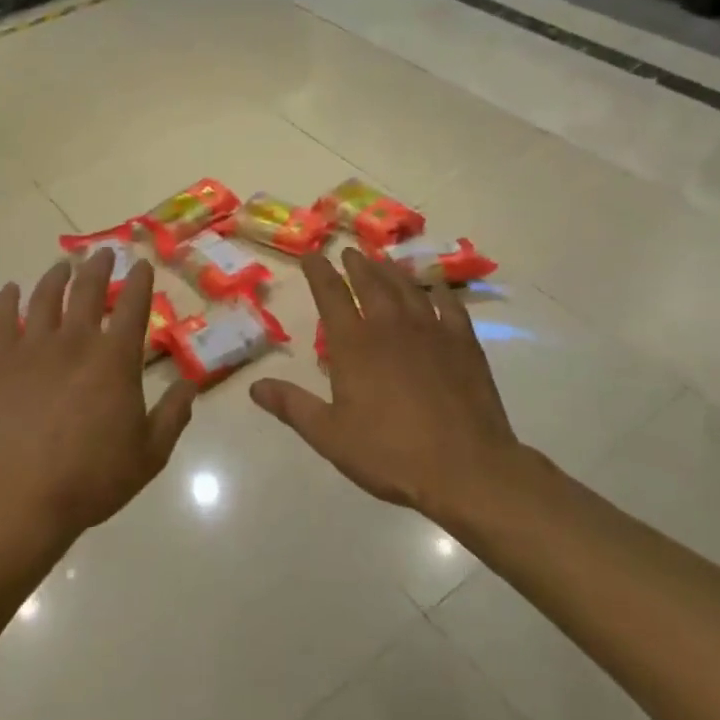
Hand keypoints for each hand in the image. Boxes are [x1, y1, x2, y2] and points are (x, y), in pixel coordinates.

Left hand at [0, 250, 196, 551]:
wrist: (22, 498)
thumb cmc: (93, 478)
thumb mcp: (150, 453)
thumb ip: (174, 414)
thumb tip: (191, 384)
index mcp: (115, 359)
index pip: (133, 306)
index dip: (140, 281)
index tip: (142, 264)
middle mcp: (76, 341)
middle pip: (87, 290)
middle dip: (99, 267)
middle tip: (103, 254)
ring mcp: (32, 348)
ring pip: (44, 297)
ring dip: (56, 276)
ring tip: (62, 265)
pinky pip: (0, 319)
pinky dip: (6, 300)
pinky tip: (10, 289)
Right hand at [250, 249, 532, 522]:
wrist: (464, 467)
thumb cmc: (389, 453)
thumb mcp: (329, 435)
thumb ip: (292, 405)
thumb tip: (254, 386)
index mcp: (353, 344)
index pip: (330, 295)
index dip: (318, 272)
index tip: (311, 255)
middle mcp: (390, 326)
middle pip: (370, 283)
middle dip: (356, 264)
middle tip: (349, 251)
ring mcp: (431, 331)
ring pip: (407, 288)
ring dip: (392, 271)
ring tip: (383, 260)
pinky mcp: (463, 343)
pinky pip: (449, 306)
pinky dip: (439, 292)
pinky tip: (436, 288)